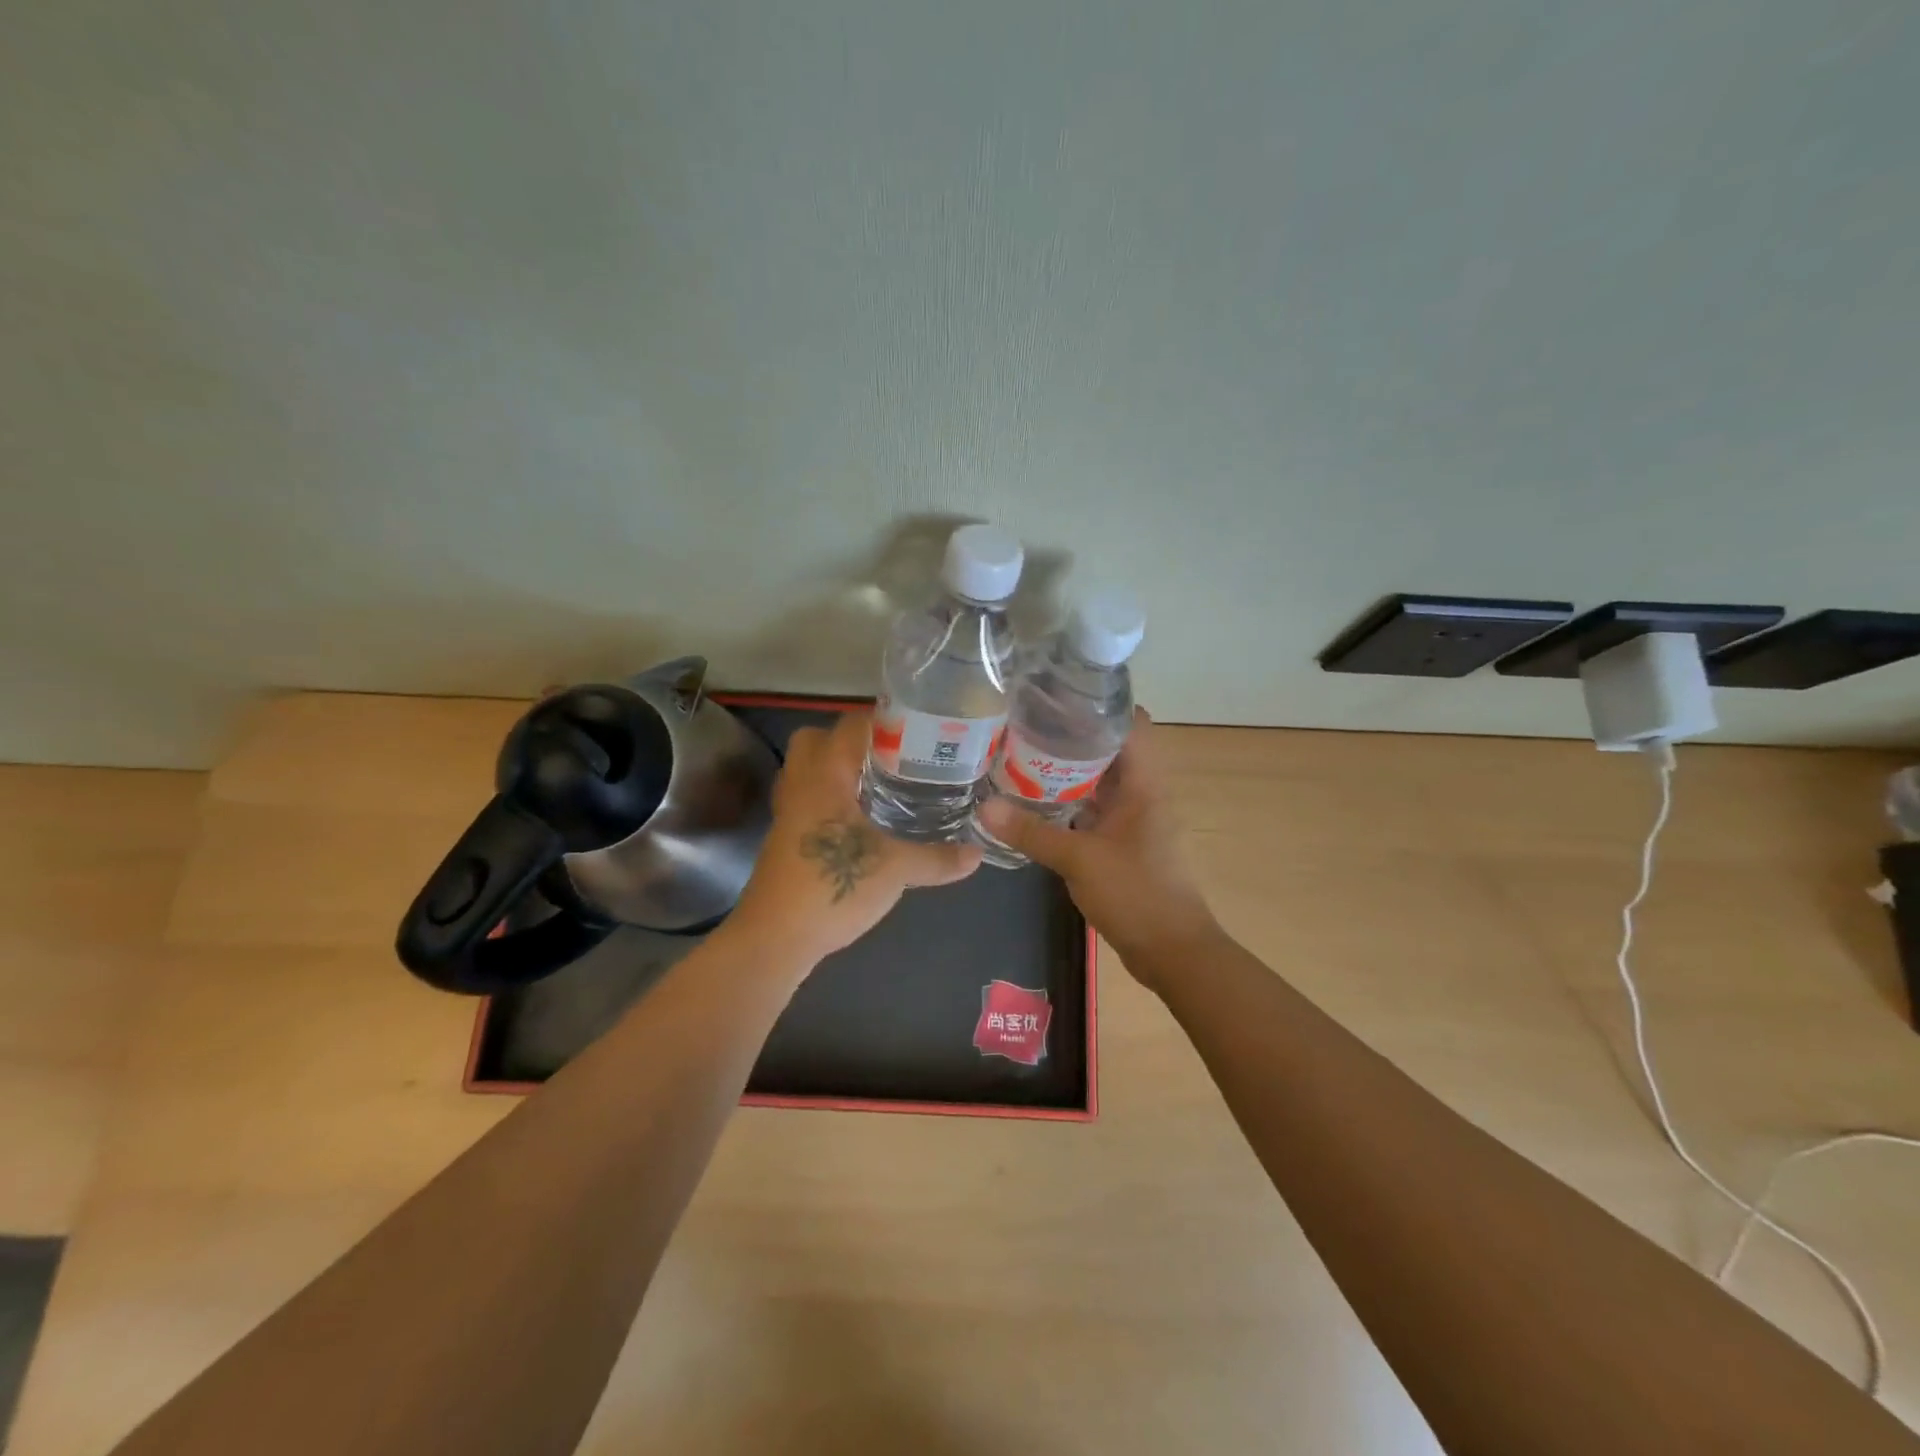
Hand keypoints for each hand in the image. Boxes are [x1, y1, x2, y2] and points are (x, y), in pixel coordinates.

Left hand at [731, 710, 981, 963]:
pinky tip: (858, 822)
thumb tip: (977, 854)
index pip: (849, 725)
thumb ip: (937, 858)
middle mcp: (801, 785)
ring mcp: (787, 813)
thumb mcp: (896, 870)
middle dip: (849, 741)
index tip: (917, 729)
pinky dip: (829, 800)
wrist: (774, 937)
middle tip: (890, 757)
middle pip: (815, 740)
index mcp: (824, 776)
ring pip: (807, 772)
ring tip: (878, 785)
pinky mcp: (784, 839)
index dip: (882, 720)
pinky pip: (806, 801)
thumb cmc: (832, 885)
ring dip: (837, 771)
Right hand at [976, 710, 1219, 988]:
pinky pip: (1093, 810)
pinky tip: (1034, 804)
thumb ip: (1032, 832)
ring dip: (1066, 772)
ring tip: (1019, 756)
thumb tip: (985, 806)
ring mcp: (1133, 820)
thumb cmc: (1137, 894)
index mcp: (1144, 784)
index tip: (1056, 696)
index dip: (1099, 704)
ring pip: (1099, 782)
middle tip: (1023, 726)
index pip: (1130, 723)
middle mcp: (1142, 793)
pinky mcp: (1123, 843)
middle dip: (1070, 736)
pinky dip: (1068, 803)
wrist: (1173, 952)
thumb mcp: (1080, 860)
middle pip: (1109, 749)